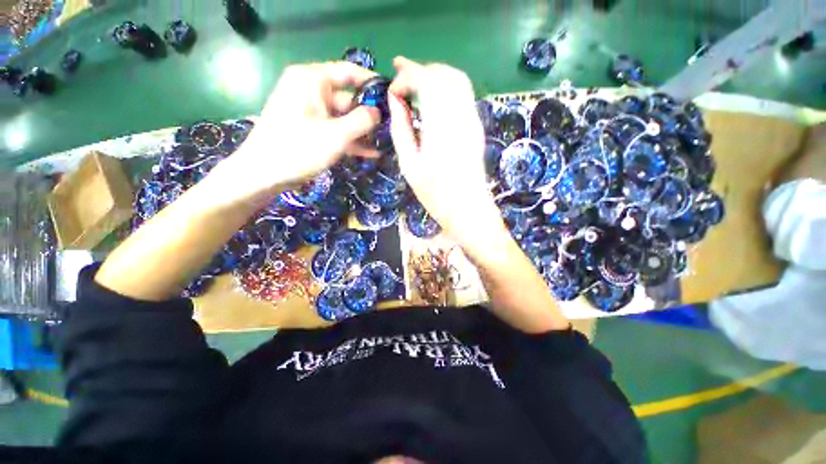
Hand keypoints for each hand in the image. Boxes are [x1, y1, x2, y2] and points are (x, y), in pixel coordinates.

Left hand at [218, 62, 380, 200]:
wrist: (264, 174)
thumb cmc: (298, 149)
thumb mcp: (336, 135)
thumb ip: (362, 121)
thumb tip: (378, 112)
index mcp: (313, 80)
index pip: (349, 72)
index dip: (372, 83)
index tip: (392, 96)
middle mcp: (311, 90)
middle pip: (348, 97)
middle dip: (369, 115)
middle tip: (391, 129)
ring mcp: (311, 111)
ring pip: (344, 117)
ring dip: (362, 132)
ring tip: (384, 144)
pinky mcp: (311, 129)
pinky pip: (336, 129)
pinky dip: (351, 140)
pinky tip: (370, 153)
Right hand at [388, 57, 507, 250]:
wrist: (468, 209)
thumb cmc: (435, 194)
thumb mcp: (409, 164)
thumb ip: (401, 128)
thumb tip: (395, 101)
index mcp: (441, 126)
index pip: (426, 80)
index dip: (407, 75)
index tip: (393, 89)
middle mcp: (461, 116)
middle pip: (445, 74)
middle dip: (421, 70)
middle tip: (401, 77)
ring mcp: (473, 120)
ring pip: (458, 81)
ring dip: (436, 76)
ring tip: (416, 84)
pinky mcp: (477, 127)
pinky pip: (464, 96)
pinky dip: (447, 89)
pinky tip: (434, 101)